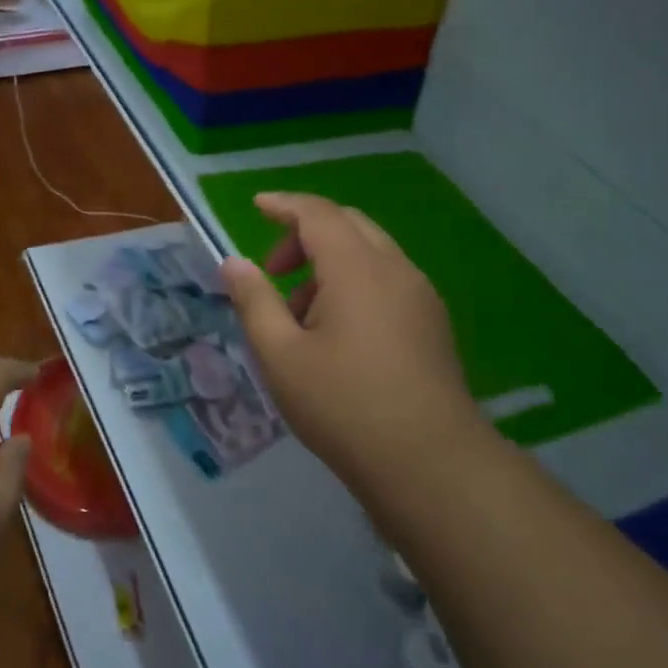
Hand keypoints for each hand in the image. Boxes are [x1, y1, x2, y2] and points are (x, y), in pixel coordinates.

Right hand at [221, 193, 480, 491]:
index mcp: (357, 268)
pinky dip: (354, 284)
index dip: (283, 204)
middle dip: (304, 235)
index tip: (257, 205)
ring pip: (370, 254)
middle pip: (348, 225)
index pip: (318, 213)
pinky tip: (337, 335)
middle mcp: (395, 270)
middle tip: (273, 272)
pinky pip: (387, 281)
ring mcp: (420, 296)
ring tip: (299, 315)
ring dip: (329, 264)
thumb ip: (254, 301)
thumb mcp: (280, 355)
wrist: (430, 463)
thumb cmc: (344, 405)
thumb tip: (234, 263)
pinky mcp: (433, 324)